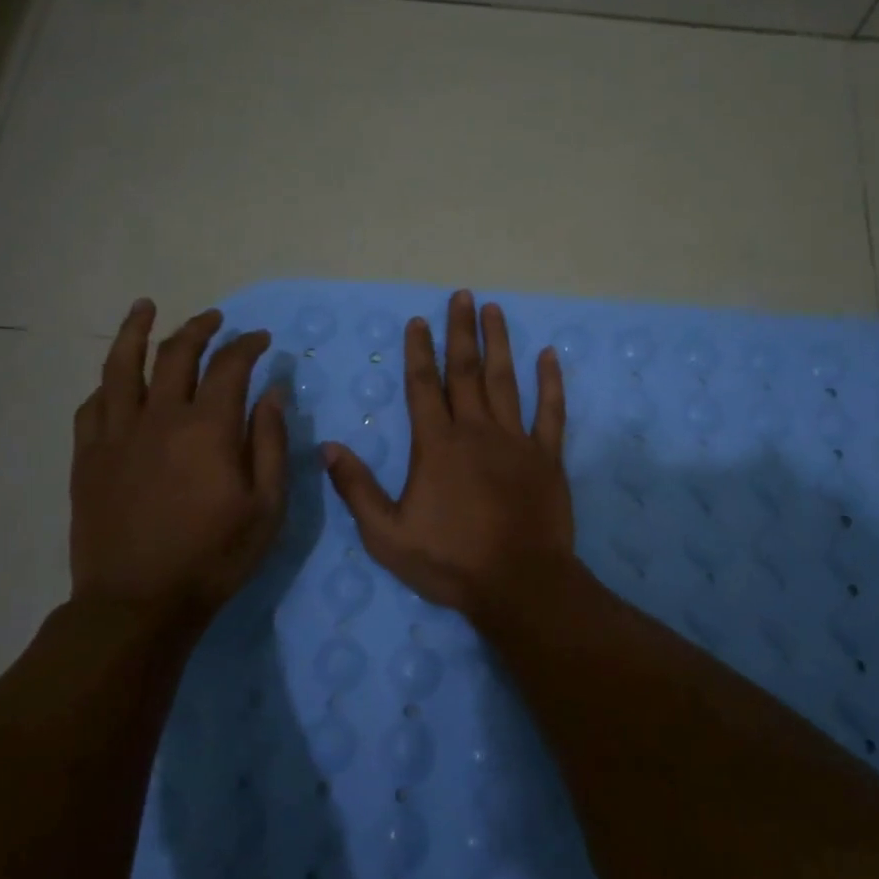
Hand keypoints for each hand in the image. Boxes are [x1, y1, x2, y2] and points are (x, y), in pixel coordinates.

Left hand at [69, 301, 287, 623]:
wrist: (138, 603)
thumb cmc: (214, 556)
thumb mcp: (266, 506)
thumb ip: (270, 443)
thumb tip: (272, 393)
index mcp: (208, 429)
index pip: (230, 366)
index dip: (247, 345)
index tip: (260, 340)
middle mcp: (159, 418)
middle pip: (176, 354)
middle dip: (199, 329)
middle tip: (214, 319)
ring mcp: (117, 435)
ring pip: (121, 366)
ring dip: (135, 331)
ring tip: (145, 307)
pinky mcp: (89, 457)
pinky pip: (93, 405)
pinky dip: (108, 383)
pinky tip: (115, 378)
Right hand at [323, 290, 575, 619]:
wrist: (519, 583)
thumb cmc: (450, 561)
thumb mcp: (386, 535)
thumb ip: (356, 489)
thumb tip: (326, 447)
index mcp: (436, 445)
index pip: (423, 386)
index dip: (418, 351)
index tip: (417, 321)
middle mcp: (476, 430)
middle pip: (465, 371)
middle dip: (460, 331)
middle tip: (462, 295)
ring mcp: (516, 440)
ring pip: (505, 380)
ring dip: (498, 343)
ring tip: (494, 310)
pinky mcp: (547, 456)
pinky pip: (551, 411)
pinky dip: (551, 382)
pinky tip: (549, 356)